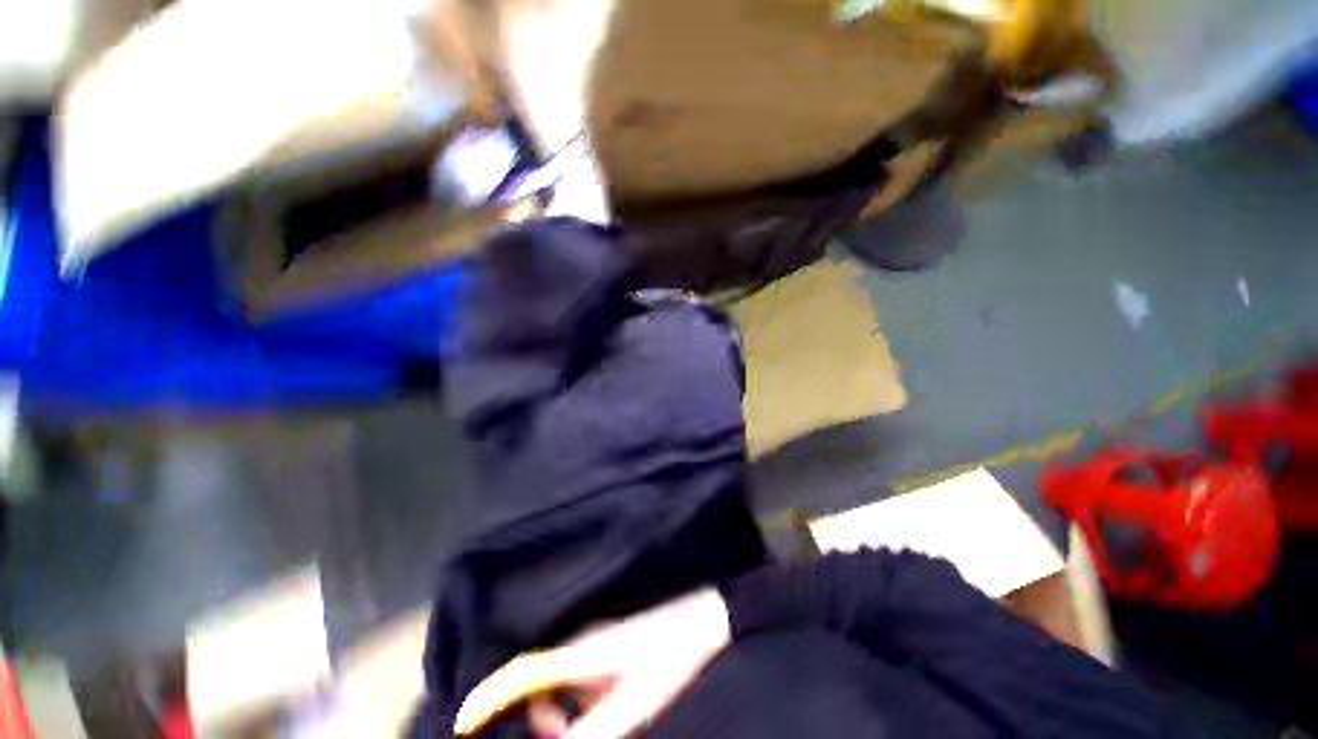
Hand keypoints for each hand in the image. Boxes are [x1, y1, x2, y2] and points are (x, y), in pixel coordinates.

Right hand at [454, 588, 730, 738]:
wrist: (703, 614)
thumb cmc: (672, 656)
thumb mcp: (635, 706)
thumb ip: (590, 733)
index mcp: (582, 651)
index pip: (522, 671)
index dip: (487, 697)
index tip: (462, 724)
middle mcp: (581, 635)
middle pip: (534, 678)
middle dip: (535, 717)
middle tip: (564, 736)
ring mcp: (594, 630)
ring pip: (555, 674)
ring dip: (558, 707)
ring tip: (589, 724)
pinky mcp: (606, 632)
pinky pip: (574, 666)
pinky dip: (574, 692)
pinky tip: (601, 702)